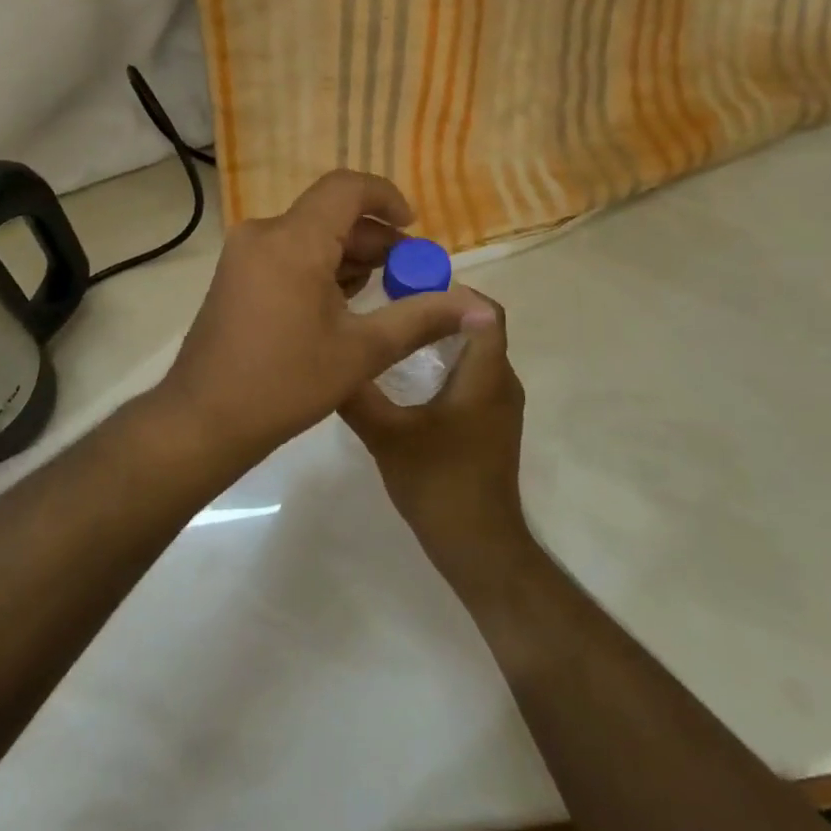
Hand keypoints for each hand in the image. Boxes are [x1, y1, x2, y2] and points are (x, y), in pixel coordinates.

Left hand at [158, 170, 485, 452]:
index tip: (414, 230)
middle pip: (330, 214)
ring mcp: (244, 253)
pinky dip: (320, 266)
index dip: (387, 199)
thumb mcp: (362, 351)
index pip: (347, 189)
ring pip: (309, 234)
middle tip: (410, 276)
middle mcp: (264, 233)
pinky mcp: (236, 273)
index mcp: (293, 240)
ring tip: (382, 294)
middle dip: (375, 239)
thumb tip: (481, 307)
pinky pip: (288, 252)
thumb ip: (422, 318)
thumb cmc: (285, 383)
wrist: (204, 419)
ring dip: (348, 255)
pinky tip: (342, 304)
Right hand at [340, 291, 528, 567]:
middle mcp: (501, 381)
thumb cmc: (438, 483)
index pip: (485, 311)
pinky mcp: (491, 421)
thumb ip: (357, 394)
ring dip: (441, 335)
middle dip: (439, 308)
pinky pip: (473, 373)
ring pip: (475, 350)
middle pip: (479, 325)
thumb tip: (328, 356)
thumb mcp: (386, 435)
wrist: (477, 545)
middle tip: (391, 303)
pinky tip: (407, 372)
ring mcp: (500, 404)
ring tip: (394, 330)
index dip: (451, 290)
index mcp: (486, 376)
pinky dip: (446, 360)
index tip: (407, 285)